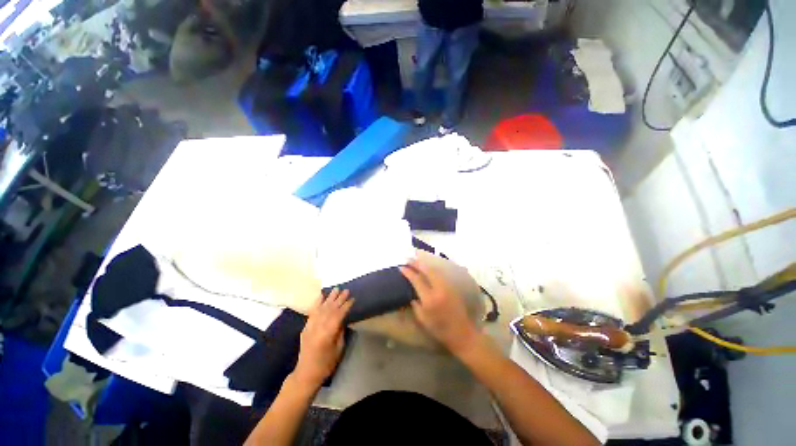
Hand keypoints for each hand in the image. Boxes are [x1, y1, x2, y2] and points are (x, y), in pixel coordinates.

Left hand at [294, 289, 353, 387]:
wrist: (306, 373)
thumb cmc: (326, 364)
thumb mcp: (338, 349)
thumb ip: (340, 331)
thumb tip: (342, 319)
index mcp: (328, 333)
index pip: (339, 315)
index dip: (346, 306)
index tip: (352, 299)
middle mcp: (318, 327)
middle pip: (330, 309)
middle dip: (339, 299)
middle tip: (346, 290)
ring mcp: (310, 326)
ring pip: (321, 308)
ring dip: (329, 298)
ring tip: (336, 289)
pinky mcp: (306, 327)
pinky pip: (312, 312)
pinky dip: (317, 302)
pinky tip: (321, 296)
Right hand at [400, 258, 478, 354]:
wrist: (462, 333)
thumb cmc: (440, 329)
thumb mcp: (423, 319)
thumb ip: (415, 304)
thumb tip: (411, 293)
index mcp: (429, 299)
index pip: (417, 280)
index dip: (408, 272)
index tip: (401, 267)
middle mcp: (438, 289)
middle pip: (427, 270)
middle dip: (416, 263)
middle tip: (408, 259)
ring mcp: (447, 286)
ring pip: (434, 270)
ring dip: (424, 264)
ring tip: (416, 260)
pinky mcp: (452, 287)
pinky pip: (440, 273)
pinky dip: (432, 268)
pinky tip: (427, 267)